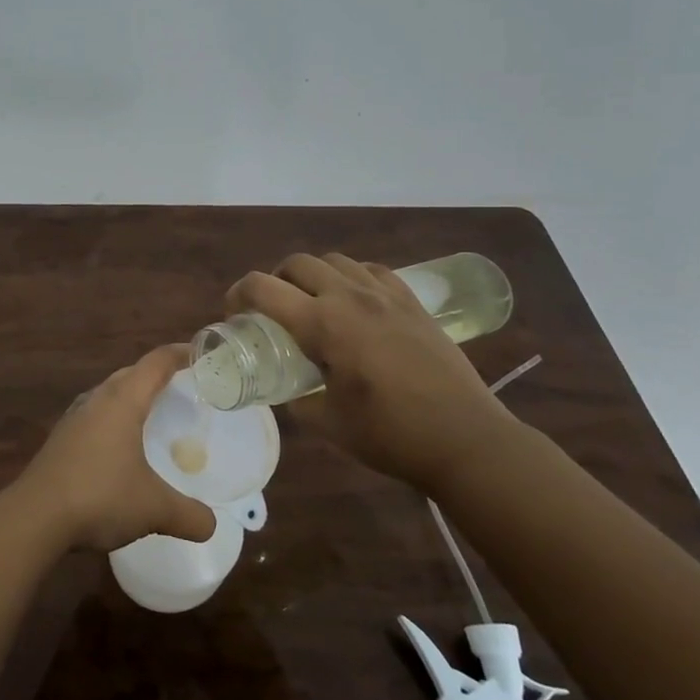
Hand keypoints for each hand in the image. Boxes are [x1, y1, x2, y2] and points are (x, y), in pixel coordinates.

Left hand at [9, 345, 218, 552]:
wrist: (34, 517)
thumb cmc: (99, 497)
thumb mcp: (154, 508)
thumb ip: (189, 515)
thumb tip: (211, 525)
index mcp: (122, 401)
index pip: (155, 364)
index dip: (179, 354)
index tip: (200, 352)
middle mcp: (96, 401)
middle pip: (130, 374)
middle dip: (155, 375)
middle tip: (182, 387)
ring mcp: (73, 419)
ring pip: (108, 394)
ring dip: (130, 397)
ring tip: (152, 414)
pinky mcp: (60, 440)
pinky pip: (94, 417)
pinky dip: (113, 420)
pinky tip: (119, 446)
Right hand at [227, 252, 521, 489]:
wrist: (466, 439)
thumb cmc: (390, 434)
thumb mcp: (327, 422)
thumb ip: (296, 400)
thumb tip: (286, 390)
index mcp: (323, 324)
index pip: (262, 288)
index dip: (238, 294)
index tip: (234, 313)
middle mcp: (350, 297)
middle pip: (297, 263)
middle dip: (274, 279)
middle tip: (272, 309)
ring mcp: (385, 295)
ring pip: (334, 260)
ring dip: (313, 275)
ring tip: (313, 303)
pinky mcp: (412, 302)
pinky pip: (371, 270)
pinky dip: (351, 277)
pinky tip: (355, 303)